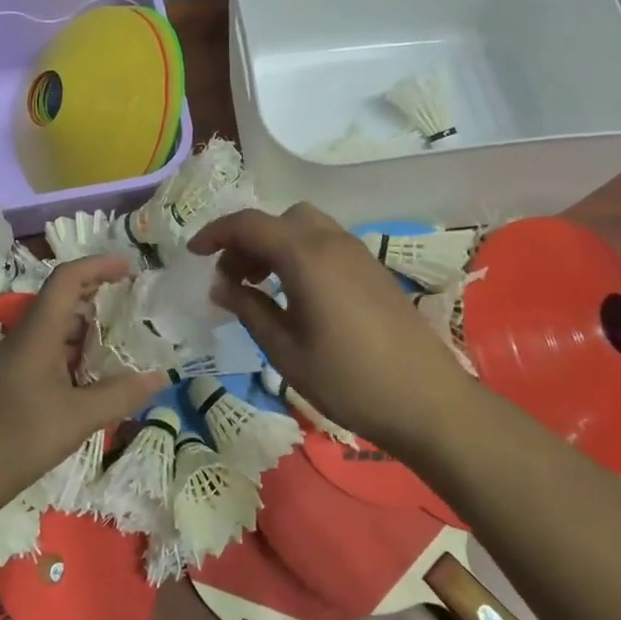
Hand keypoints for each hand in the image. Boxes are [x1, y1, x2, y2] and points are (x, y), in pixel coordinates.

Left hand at [0, 256, 166, 517]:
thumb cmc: (18, 438)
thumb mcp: (78, 418)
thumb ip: (121, 395)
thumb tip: (161, 377)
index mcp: (37, 333)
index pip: (66, 279)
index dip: (98, 266)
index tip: (130, 270)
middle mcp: (24, 339)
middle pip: (61, 300)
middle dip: (97, 295)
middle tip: (132, 304)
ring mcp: (15, 361)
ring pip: (55, 329)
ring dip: (87, 329)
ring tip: (121, 342)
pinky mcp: (11, 383)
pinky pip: (47, 353)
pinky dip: (74, 354)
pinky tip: (93, 378)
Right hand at [189, 204, 472, 458]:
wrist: (427, 400)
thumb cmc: (347, 379)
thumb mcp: (284, 350)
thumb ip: (249, 309)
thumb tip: (222, 285)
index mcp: (305, 255)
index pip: (249, 224)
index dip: (215, 233)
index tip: (193, 254)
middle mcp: (331, 241)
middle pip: (278, 219)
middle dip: (247, 240)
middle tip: (231, 278)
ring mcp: (357, 252)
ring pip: (304, 227)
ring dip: (274, 245)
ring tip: (260, 287)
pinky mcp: (373, 269)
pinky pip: (325, 243)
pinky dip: (299, 253)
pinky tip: (296, 295)